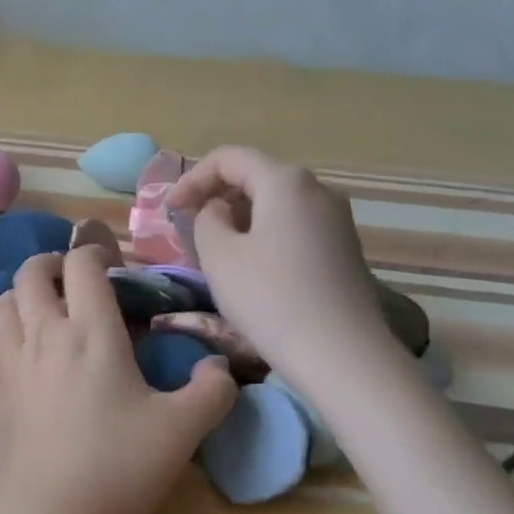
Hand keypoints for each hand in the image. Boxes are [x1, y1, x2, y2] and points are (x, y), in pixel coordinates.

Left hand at [0, 249, 236, 513]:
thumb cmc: (116, 467)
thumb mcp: (181, 432)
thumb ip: (211, 393)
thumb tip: (221, 368)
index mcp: (91, 332)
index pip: (82, 265)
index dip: (93, 252)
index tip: (108, 263)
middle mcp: (44, 335)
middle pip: (30, 273)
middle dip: (50, 263)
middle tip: (71, 278)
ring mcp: (11, 362)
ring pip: (2, 302)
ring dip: (20, 294)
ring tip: (41, 307)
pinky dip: (8, 334)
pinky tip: (25, 356)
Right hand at [166, 145, 393, 371]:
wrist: (342, 355)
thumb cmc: (270, 298)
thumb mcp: (219, 255)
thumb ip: (206, 219)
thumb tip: (219, 211)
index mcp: (285, 181)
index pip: (229, 158)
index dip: (192, 178)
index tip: (169, 210)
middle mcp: (317, 189)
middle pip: (255, 176)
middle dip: (216, 196)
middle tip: (188, 229)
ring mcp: (336, 219)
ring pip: (275, 203)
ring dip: (239, 217)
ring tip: (215, 250)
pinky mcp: (344, 248)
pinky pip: (294, 225)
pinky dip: (264, 233)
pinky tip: (251, 267)